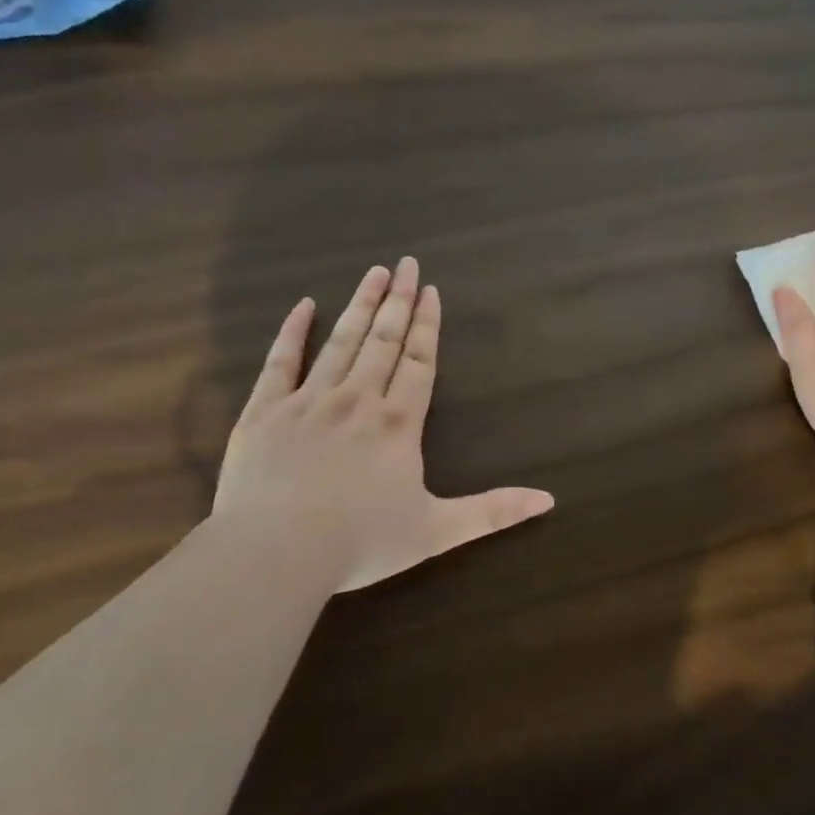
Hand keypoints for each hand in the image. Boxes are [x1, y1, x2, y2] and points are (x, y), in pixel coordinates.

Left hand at [211, 257, 554, 592]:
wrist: (277, 550)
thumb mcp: (436, 532)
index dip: (427, 325)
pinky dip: (293, 331)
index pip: (419, 362)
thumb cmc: (360, 542)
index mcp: (397, 424)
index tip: (430, 290)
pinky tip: (305, 304)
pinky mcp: (265, 411)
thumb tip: (549, 499)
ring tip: (373, 273)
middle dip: (397, 301)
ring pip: (340, 342)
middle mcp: (357, 400)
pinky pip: (280, 361)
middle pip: (383, 341)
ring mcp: (308, 401)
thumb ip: (492, 512)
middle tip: (405, 263)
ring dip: (360, 306)